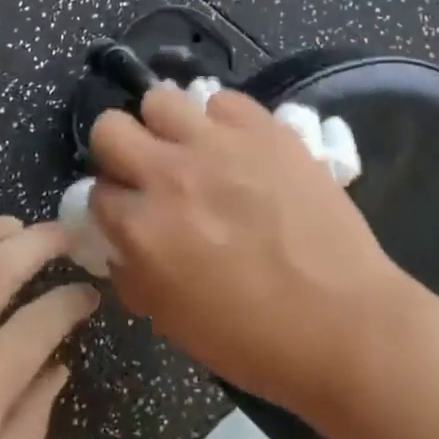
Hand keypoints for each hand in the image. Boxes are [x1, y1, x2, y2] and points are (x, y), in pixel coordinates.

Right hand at [88, 86, 402, 413]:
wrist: (342, 323)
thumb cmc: (253, 339)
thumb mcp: (171, 320)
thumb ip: (133, 272)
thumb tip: (120, 243)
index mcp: (142, 228)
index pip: (96, 192)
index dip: (112, 204)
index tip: (130, 213)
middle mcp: (170, 174)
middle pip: (110, 127)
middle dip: (120, 149)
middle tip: (148, 170)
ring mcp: (219, 144)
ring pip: (161, 99)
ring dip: (167, 125)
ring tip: (191, 148)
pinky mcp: (264, 128)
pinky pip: (223, 100)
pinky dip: (222, 120)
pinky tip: (238, 147)